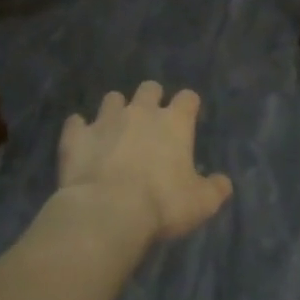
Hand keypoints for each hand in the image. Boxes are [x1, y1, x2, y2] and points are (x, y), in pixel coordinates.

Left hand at [53, 82, 233, 246]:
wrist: (108, 212)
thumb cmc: (162, 205)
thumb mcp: (202, 203)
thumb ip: (216, 189)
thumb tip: (223, 182)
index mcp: (174, 123)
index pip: (188, 98)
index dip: (188, 106)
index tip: (187, 118)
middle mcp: (141, 112)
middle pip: (149, 88)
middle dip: (151, 99)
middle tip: (150, 122)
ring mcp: (105, 120)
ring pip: (112, 99)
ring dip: (115, 110)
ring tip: (114, 130)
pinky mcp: (77, 136)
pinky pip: (75, 123)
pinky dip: (79, 130)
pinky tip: (81, 142)